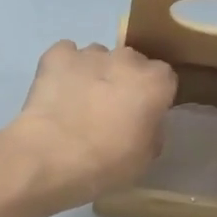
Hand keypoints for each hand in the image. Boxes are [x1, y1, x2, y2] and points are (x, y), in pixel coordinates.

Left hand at [4, 41, 176, 210]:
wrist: (52, 157)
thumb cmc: (107, 163)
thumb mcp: (145, 157)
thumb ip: (151, 130)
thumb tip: (144, 122)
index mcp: (155, 82)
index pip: (164, 79)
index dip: (153, 96)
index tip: (142, 115)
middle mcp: (126, 59)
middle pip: (131, 63)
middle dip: (124, 80)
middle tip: (110, 110)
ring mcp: (90, 53)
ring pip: (98, 57)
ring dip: (94, 73)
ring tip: (78, 103)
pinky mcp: (56, 55)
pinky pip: (66, 54)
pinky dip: (64, 68)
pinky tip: (57, 90)